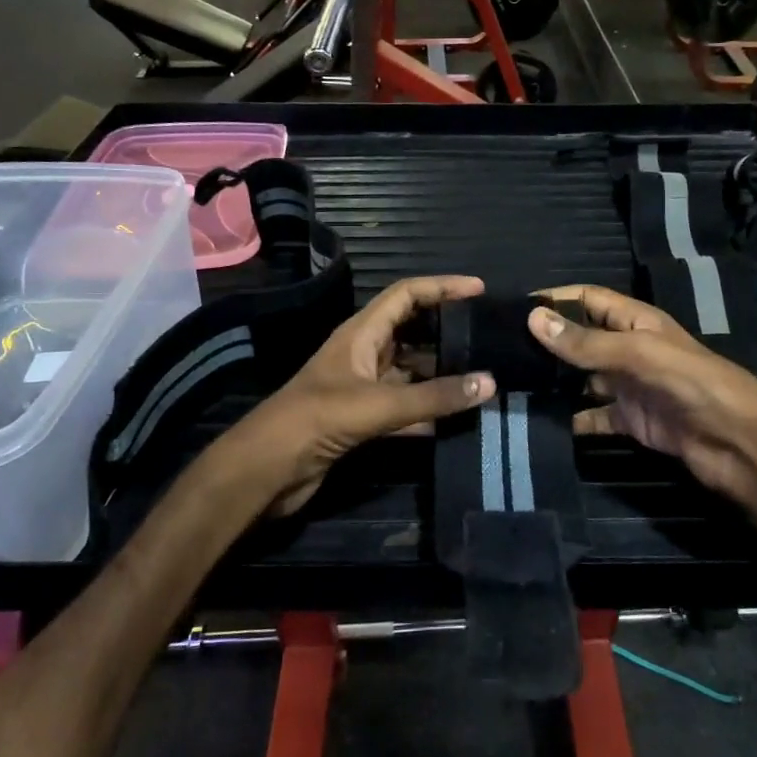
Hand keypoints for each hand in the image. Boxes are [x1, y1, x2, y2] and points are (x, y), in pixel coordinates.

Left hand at [232, 276, 497, 515]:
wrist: (267, 469)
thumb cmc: (317, 419)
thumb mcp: (378, 404)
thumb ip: (433, 396)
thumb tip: (489, 383)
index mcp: (361, 333)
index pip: (406, 295)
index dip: (441, 287)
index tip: (479, 290)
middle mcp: (363, 354)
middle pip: (412, 331)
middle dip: (447, 330)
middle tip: (488, 335)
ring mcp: (363, 388)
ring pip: (411, 372)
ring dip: (442, 374)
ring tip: (483, 376)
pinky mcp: (362, 420)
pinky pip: (405, 407)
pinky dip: (429, 410)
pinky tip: (458, 418)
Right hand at [528, 286, 756, 512]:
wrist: (738, 442)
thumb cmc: (692, 383)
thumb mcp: (637, 353)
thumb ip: (585, 341)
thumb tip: (532, 317)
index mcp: (636, 322)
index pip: (588, 299)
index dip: (555, 300)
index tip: (513, 309)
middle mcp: (630, 350)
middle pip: (582, 339)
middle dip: (548, 343)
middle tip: (501, 352)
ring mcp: (630, 387)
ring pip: (583, 379)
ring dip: (554, 382)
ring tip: (511, 386)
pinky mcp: (631, 421)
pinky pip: (594, 416)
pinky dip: (571, 419)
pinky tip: (541, 422)